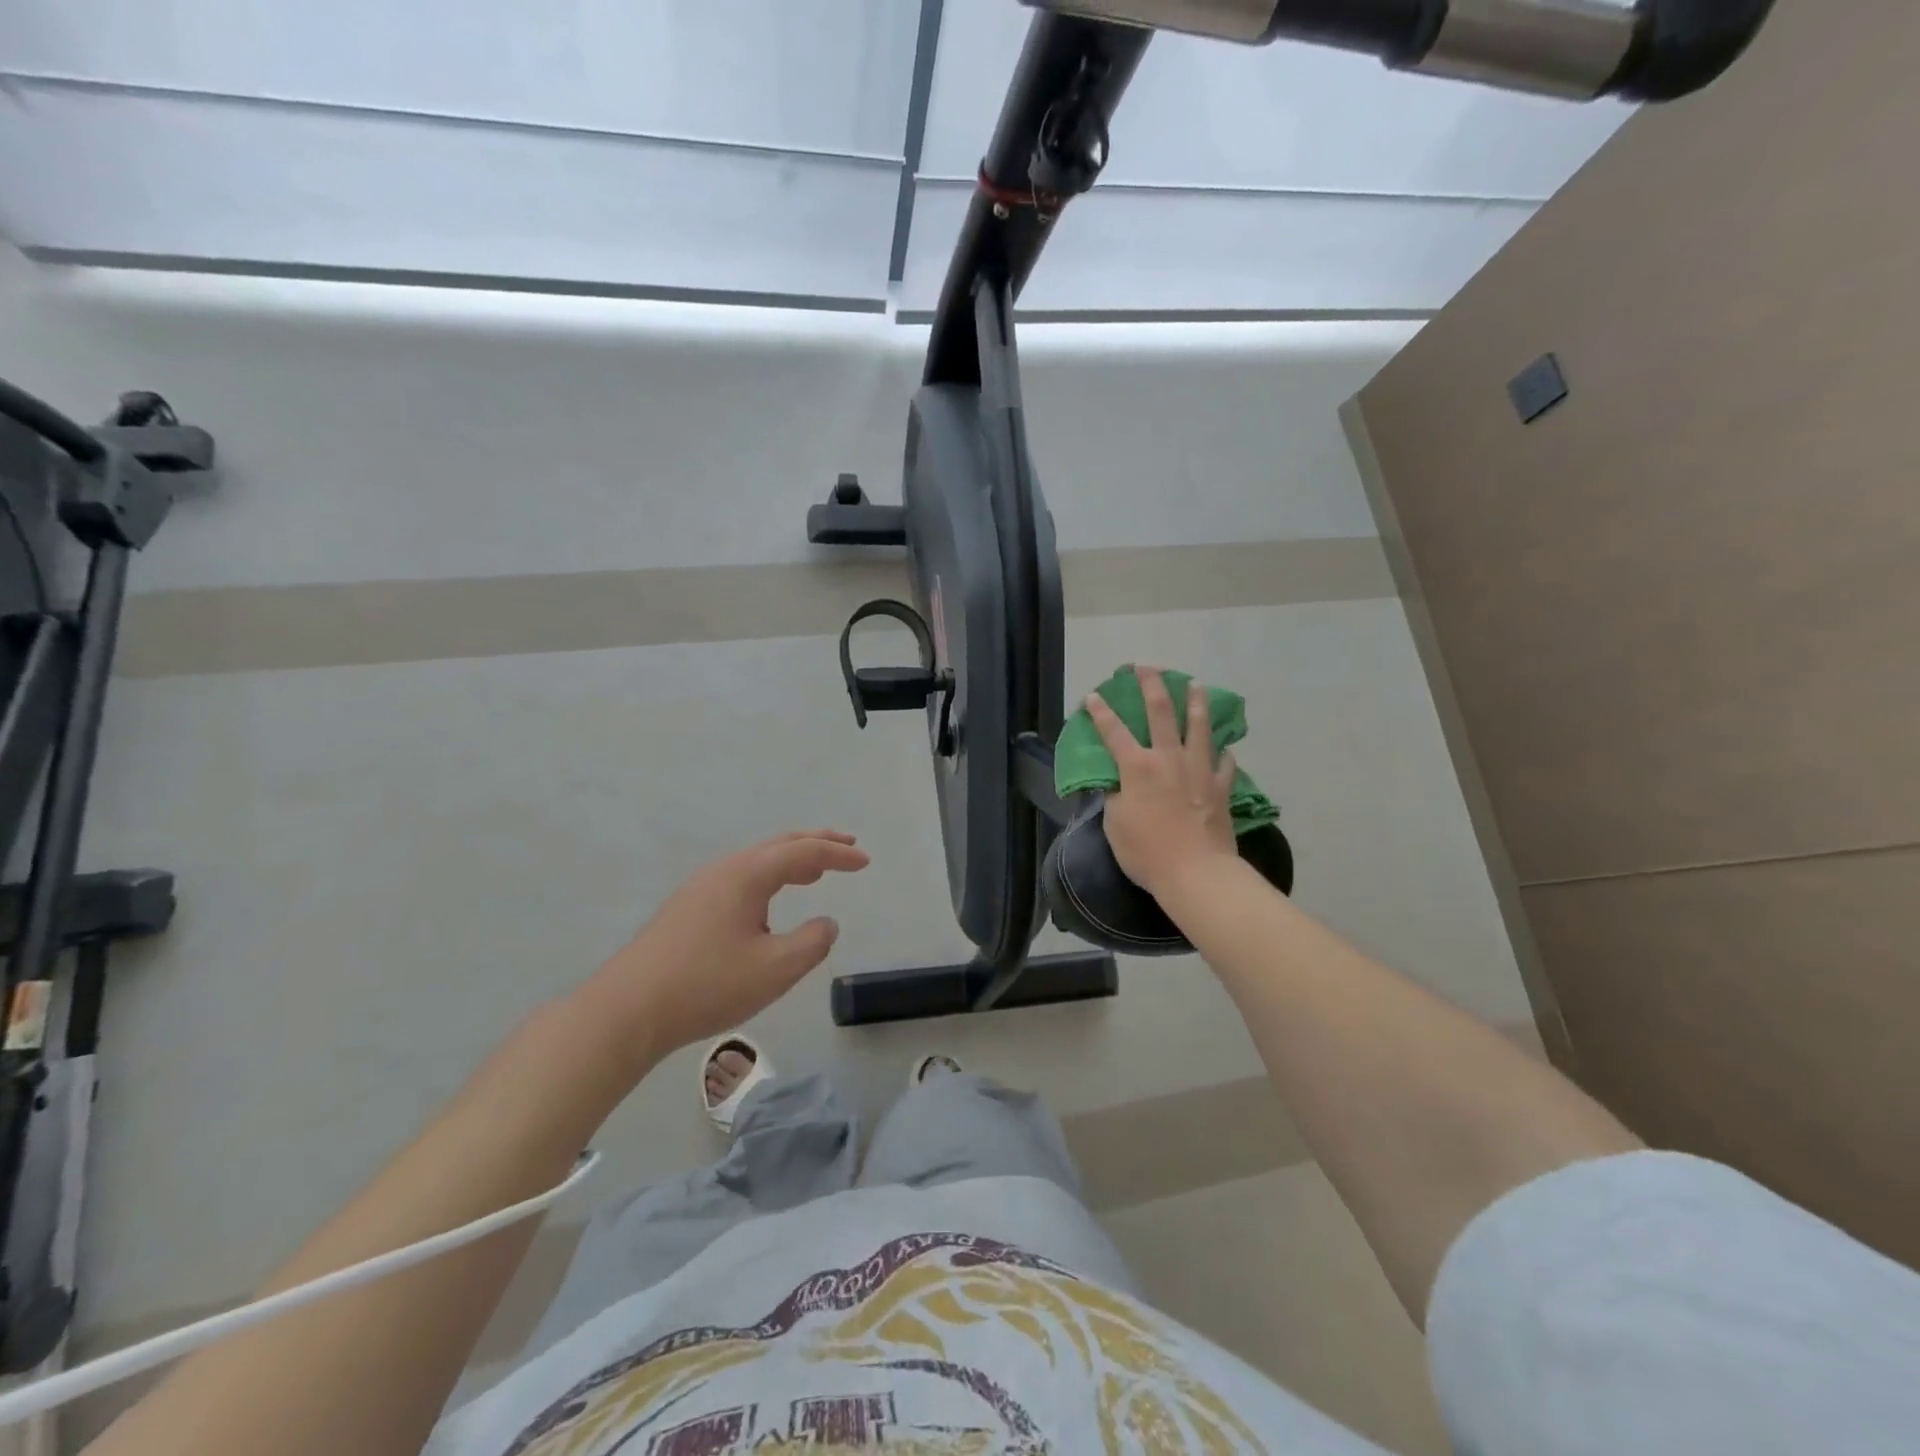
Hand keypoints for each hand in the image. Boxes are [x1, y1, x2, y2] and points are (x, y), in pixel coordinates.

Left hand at [599, 830, 869, 1054]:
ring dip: (791, 860)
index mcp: (748, 875)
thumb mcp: (775, 969)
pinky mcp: (688, 909)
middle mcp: (725, 870)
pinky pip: (741, 878)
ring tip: (815, 873)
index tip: (865, 861)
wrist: (627, 1010)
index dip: (838, 855)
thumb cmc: (707, 985)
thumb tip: (826, 923)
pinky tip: (769, 903)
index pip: (804, 852)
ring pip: (757, 861)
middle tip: (846, 845)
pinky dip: (769, 878)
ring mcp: (701, 888)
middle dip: (816, 843)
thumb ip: (812, 943)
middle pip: (778, 844)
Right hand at [1085, 667, 1237, 897]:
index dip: (1101, 712)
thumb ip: (1114, 797)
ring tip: (1196, 684)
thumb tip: (1116, 784)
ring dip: (1196, 701)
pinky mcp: (1221, 787)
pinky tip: (1225, 748)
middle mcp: (1168, 758)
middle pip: (1160, 711)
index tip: (1093, 696)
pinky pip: (1225, 762)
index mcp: (1137, 767)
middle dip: (1152, 684)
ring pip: (1199, 726)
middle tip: (1147, 666)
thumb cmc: (1147, 852)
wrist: (1196, 873)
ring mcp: (1199, 770)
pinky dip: (1223, 752)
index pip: (1113, 732)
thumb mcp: (1115, 824)